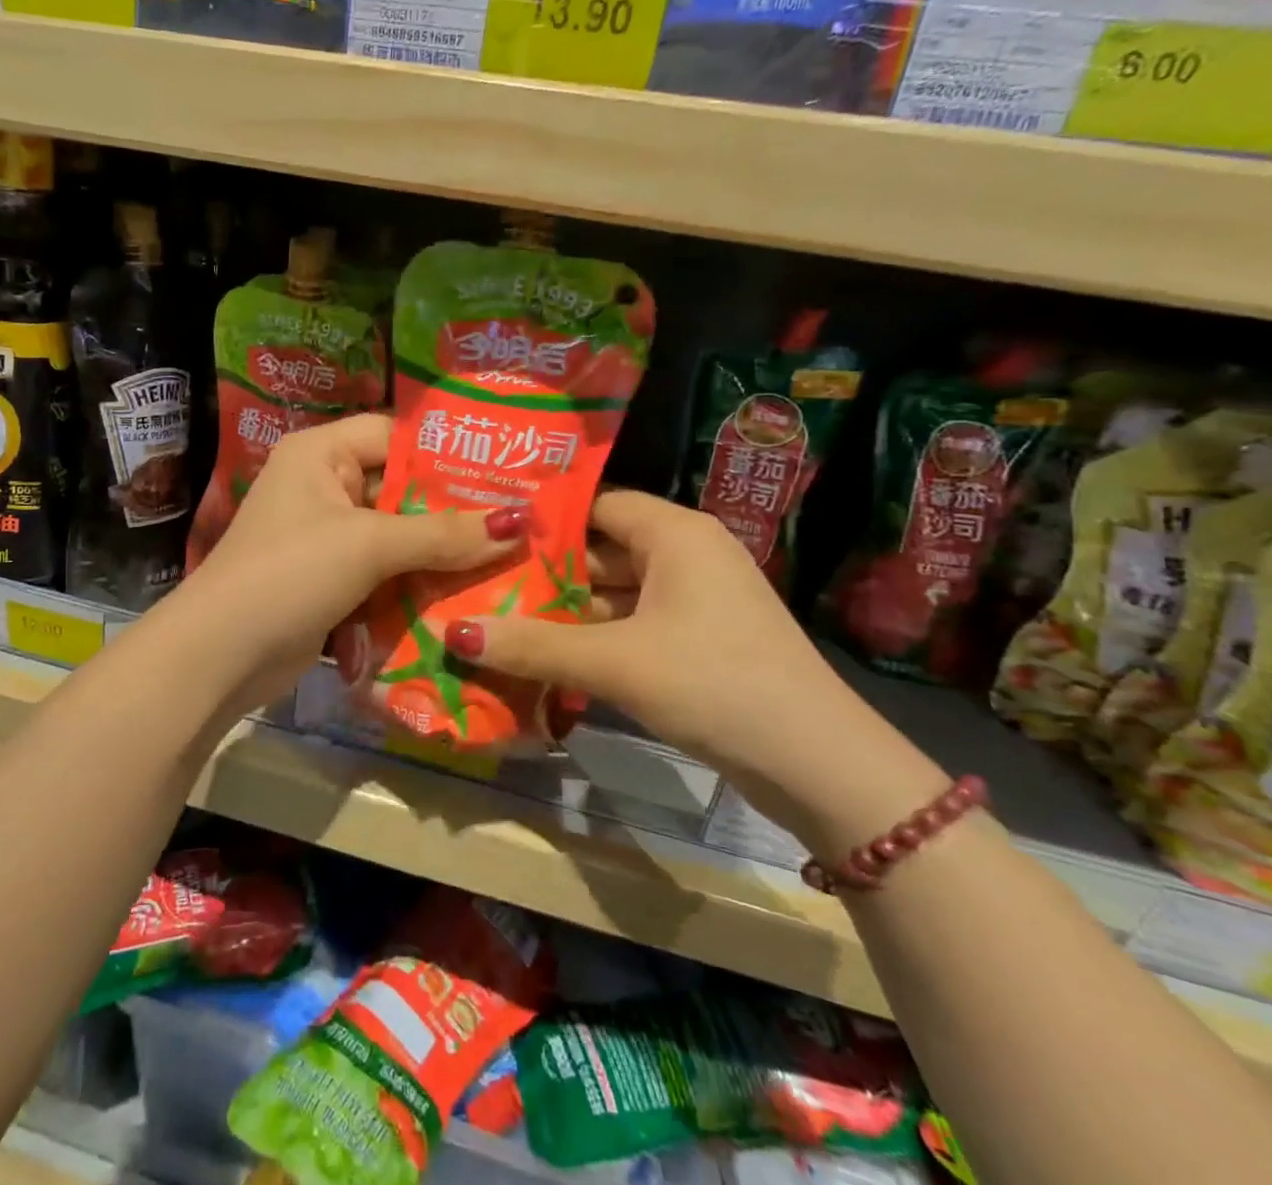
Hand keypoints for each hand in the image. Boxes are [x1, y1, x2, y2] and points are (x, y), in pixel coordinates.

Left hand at [170, 414, 523, 711]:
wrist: (220, 656)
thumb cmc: (290, 573)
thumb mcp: (368, 545)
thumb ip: (443, 534)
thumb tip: (519, 522)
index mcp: (320, 453)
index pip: (395, 437)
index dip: (447, 454)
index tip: (506, 471)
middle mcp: (322, 486)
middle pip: (401, 490)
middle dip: (454, 511)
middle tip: (521, 521)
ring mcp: (326, 538)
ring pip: (398, 536)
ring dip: (441, 553)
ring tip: (510, 558)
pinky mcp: (331, 581)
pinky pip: (385, 572)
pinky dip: (417, 583)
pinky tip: (468, 594)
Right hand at [438, 490, 868, 793]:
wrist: (820, 767)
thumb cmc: (714, 683)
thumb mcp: (615, 662)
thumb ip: (532, 645)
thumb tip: (451, 633)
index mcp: (675, 532)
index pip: (594, 503)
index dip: (541, 519)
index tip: (487, 533)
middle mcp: (688, 553)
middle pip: (601, 548)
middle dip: (546, 569)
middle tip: (482, 578)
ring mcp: (698, 598)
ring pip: (616, 589)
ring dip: (568, 608)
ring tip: (501, 614)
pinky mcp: (702, 638)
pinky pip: (635, 621)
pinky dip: (596, 634)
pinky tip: (549, 651)